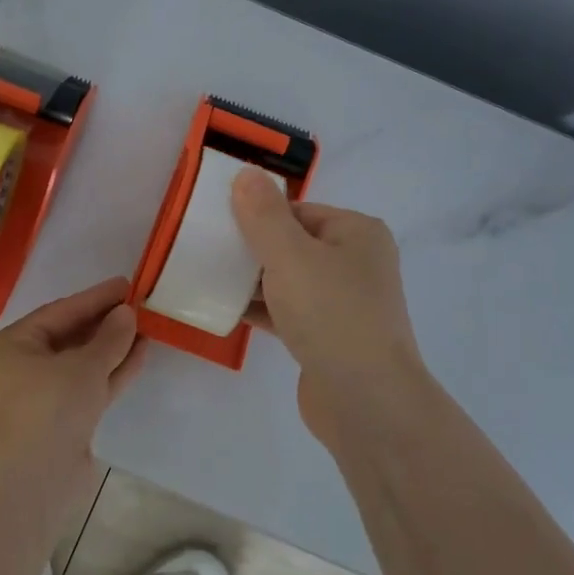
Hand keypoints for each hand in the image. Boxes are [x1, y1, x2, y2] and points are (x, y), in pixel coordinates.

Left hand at [0, 276, 145, 502]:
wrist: (37, 477)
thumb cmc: (51, 406)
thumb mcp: (84, 364)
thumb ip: (110, 336)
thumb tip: (127, 314)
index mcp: (16, 344)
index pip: (61, 311)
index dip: (95, 297)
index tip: (126, 285)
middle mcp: (27, 365)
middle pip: (72, 335)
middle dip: (106, 322)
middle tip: (139, 304)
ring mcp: (48, 393)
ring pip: (86, 361)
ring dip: (115, 345)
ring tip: (147, 326)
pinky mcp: (67, 417)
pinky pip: (93, 383)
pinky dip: (115, 369)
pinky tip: (141, 352)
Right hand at [231, 169, 427, 445]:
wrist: (366, 401)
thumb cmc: (331, 315)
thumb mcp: (290, 256)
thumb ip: (263, 215)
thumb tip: (246, 173)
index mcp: (357, 233)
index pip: (298, 210)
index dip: (258, 214)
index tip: (216, 223)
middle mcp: (356, 263)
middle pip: (292, 244)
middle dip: (251, 248)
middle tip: (207, 250)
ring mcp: (344, 303)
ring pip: (289, 280)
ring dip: (252, 280)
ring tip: (208, 277)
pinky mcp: (329, 338)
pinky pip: (288, 312)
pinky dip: (262, 309)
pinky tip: (226, 310)